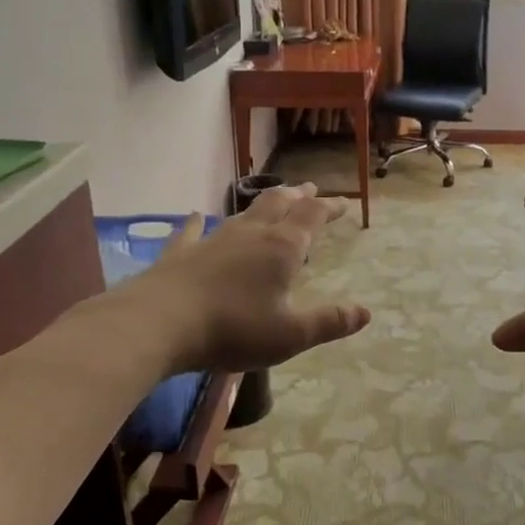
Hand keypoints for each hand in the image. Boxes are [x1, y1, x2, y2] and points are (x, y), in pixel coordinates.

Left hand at [118, 183, 370, 375]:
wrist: (159, 323)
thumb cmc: (233, 329)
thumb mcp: (290, 335)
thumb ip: (329, 323)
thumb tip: (365, 312)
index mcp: (282, 249)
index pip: (312, 216)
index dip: (329, 207)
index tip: (342, 203)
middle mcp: (251, 234)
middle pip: (279, 203)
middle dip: (298, 196)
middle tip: (310, 189)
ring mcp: (213, 239)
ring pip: (243, 212)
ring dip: (261, 204)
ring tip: (271, 200)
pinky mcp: (181, 252)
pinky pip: (192, 230)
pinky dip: (197, 221)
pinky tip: (195, 215)